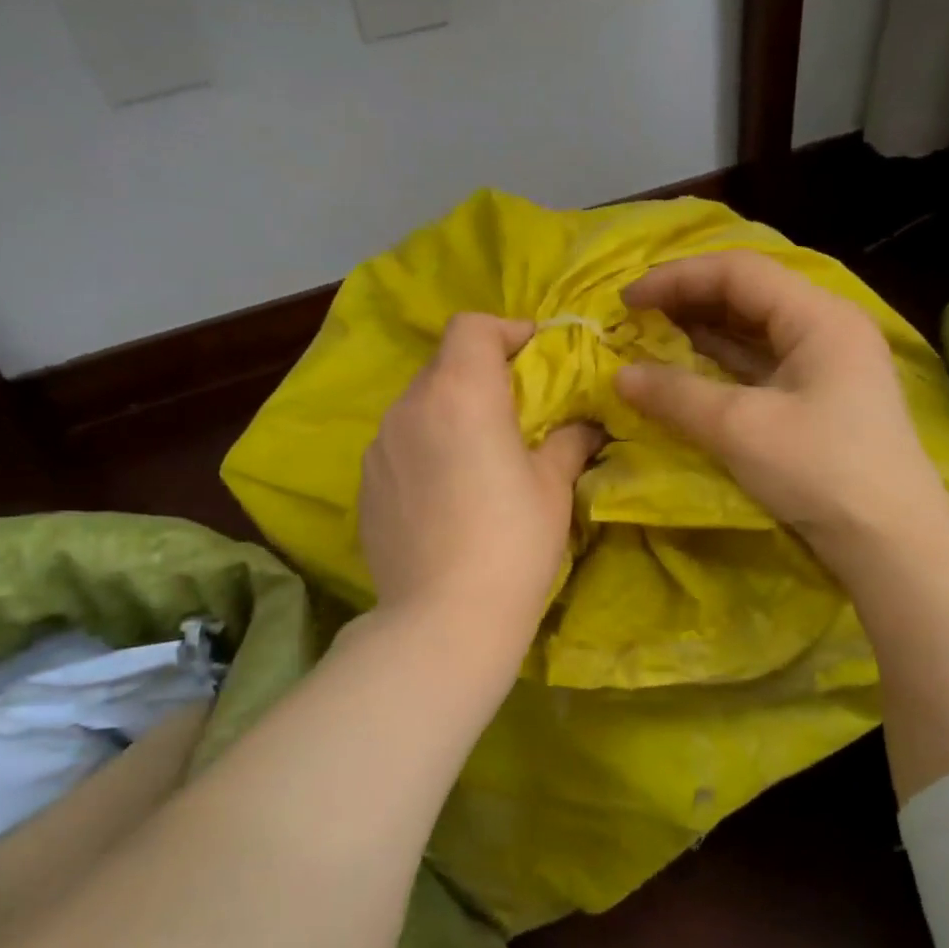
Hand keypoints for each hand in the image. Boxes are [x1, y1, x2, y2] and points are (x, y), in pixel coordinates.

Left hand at [360, 313, 601, 663]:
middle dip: (481, 375)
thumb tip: (585, 426)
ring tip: (478, 456)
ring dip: (450, 413)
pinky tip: (446, 494)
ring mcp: (379, 447)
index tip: (534, 354)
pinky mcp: (364, 485)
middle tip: (515, 411)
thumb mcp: (553, 488)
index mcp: (461, 393)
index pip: (472, 327)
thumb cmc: (512, 543)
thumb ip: (568, 442)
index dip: (506, 330)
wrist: (443, 620)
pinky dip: (425, 449)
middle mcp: (410, 407)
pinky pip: (399, 446)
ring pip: (419, 407)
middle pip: (444, 365)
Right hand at [615, 251, 948, 580]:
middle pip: (748, 296)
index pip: (738, 273)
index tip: (627, 301)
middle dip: (688, 303)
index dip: (677, 279)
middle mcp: (826, 329)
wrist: (890, 542)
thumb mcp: (740, 428)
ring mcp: (826, 366)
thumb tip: (619, 376)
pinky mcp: (820, 401)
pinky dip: (721, 367)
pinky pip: (761, 367)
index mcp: (819, 317)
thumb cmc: (820, 471)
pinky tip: (688, 375)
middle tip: (636, 321)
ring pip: (754, 333)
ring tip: (652, 342)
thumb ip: (676, 395)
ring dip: (702, 335)